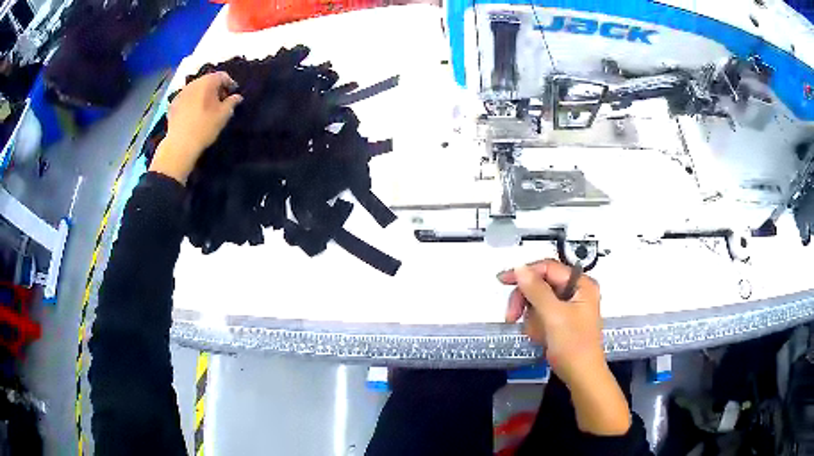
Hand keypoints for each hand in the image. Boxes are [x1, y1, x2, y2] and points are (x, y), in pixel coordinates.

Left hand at [149, 72, 242, 183]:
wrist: (180, 144)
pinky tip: (193, 114)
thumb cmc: (205, 127)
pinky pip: (186, 98)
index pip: (223, 76)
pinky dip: (192, 102)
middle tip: (220, 101)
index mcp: (208, 82)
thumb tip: (237, 96)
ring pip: (196, 89)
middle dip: (215, 89)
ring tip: (206, 108)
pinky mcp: (173, 104)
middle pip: (208, 80)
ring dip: (203, 95)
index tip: (233, 95)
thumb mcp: (224, 115)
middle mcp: (193, 83)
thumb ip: (232, 102)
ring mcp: (181, 93)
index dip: (230, 84)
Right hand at [498, 260, 630, 435]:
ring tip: (536, 334)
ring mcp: (570, 306)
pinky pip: (542, 314)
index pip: (548, 268)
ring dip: (531, 317)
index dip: (525, 272)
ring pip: (539, 301)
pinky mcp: (563, 320)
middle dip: (526, 301)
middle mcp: (577, 291)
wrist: (582, 376)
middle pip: (541, 284)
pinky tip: (540, 338)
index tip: (503, 281)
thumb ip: (536, 290)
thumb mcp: (554, 316)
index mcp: (581, 284)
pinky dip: (536, 325)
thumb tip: (520, 267)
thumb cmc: (573, 345)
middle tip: (512, 316)